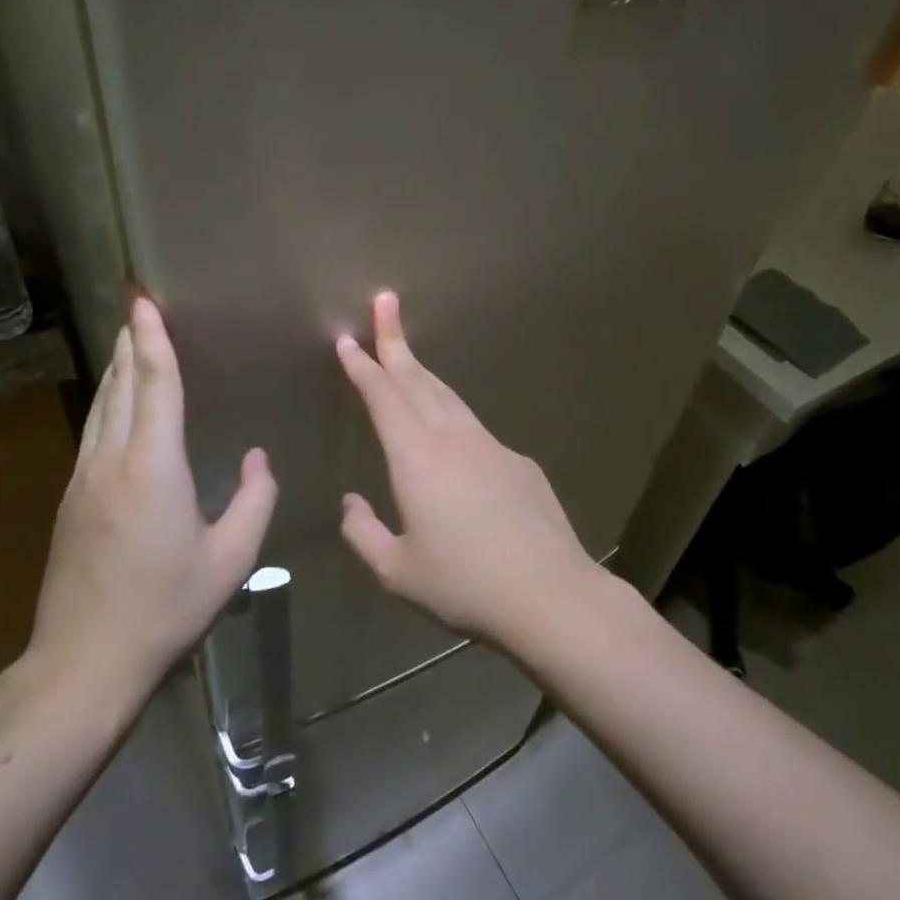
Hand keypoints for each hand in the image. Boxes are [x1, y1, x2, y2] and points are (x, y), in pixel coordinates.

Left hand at [29, 297, 278, 696]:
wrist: (84, 662)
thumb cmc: (166, 609)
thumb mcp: (231, 560)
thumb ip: (254, 501)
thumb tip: (258, 459)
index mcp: (153, 466)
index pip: (155, 384)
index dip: (153, 338)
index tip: (145, 299)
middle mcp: (112, 460)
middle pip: (120, 384)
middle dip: (130, 342)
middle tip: (136, 306)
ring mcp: (83, 479)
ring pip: (101, 407)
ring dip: (116, 369)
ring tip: (128, 342)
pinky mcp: (70, 500)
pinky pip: (93, 432)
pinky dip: (107, 402)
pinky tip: (115, 406)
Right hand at [336, 291, 592, 645]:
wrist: (550, 596)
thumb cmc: (465, 585)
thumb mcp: (397, 572)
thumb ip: (363, 535)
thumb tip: (351, 503)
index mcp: (417, 459)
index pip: (384, 398)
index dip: (364, 366)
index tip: (348, 339)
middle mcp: (453, 439)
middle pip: (418, 380)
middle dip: (395, 340)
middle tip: (385, 302)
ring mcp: (492, 446)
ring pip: (449, 398)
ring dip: (423, 374)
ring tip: (406, 358)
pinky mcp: (520, 463)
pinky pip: (476, 431)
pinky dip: (454, 418)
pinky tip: (453, 442)